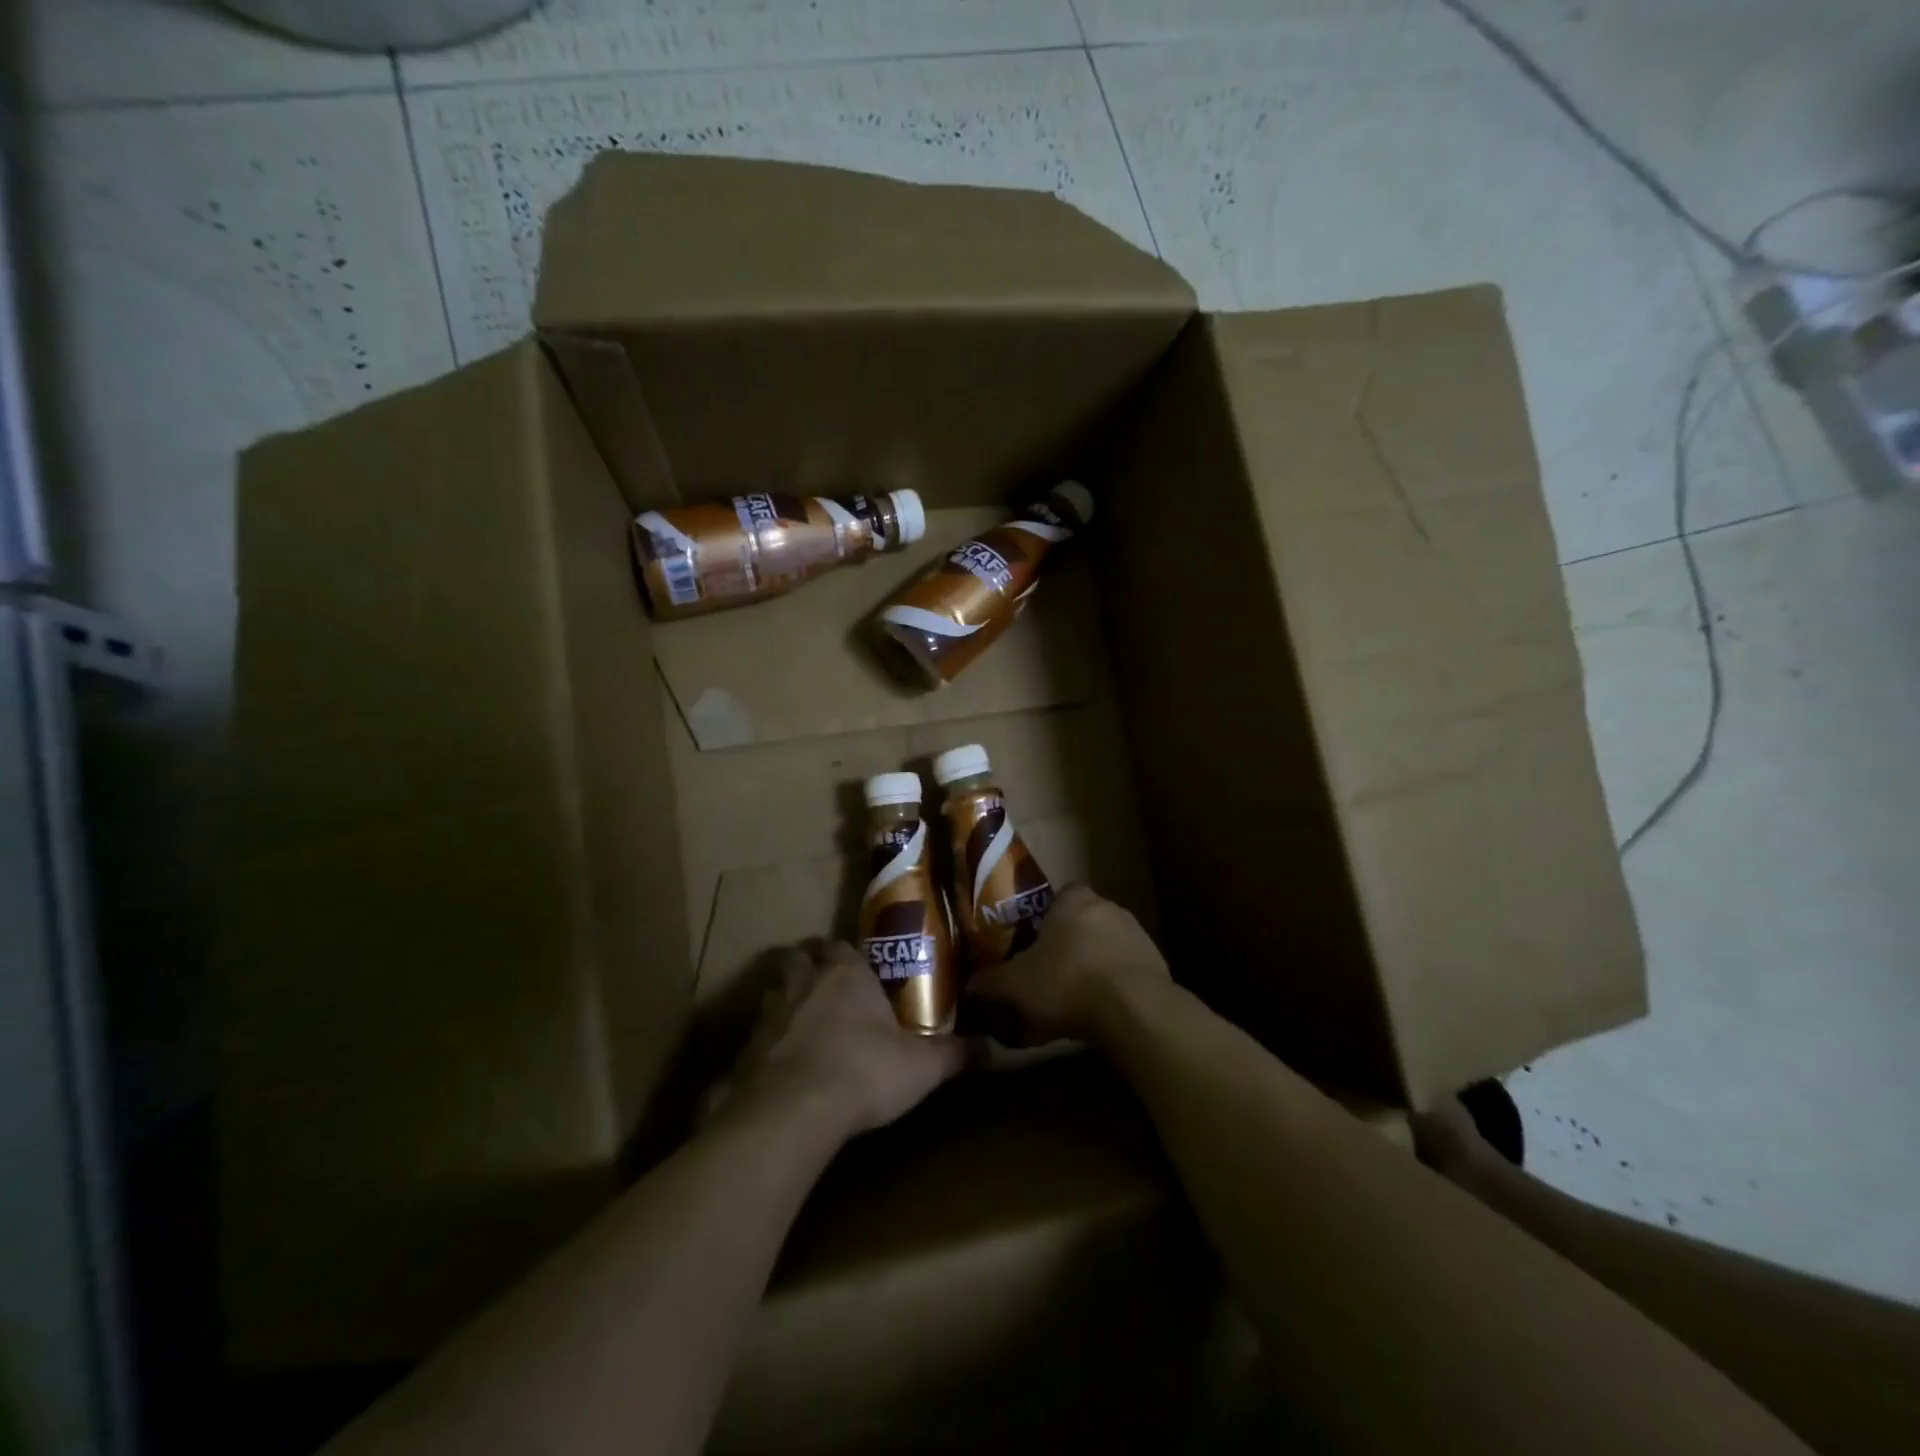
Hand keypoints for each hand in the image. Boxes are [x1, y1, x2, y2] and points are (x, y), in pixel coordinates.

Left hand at [718, 940, 967, 1139]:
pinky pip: (757, 1037)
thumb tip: (991, 1048)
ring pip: (773, 993)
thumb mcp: (921, 1066)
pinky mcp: (745, 1051)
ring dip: (785, 1003)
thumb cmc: (863, 1071)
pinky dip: (767, 1045)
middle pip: (798, 959)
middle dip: (808, 967)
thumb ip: (954, 1054)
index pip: (838, 945)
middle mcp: (803, 983)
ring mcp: (769, 1015)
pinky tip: (781, 1067)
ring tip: (802, 1026)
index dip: (844, 954)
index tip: (855, 968)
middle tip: (824, 988)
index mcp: (845, 973)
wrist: (793, 1110)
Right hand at [966, 886, 1170, 1045]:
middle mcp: (1108, 907)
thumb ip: (989, 983)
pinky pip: (1126, 969)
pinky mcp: (1157, 963)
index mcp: (1074, 900)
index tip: (1033, 943)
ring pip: (1105, 945)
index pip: (1058, 896)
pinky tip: (1101, 1011)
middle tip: (1049, 973)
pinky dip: (1114, 985)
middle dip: (1068, 944)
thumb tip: (969, 986)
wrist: (1134, 1010)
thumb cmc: (1067, 983)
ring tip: (1074, 998)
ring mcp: (1137, 934)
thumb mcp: (1015, 986)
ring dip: (1092, 965)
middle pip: (1082, 921)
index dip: (1044, 918)